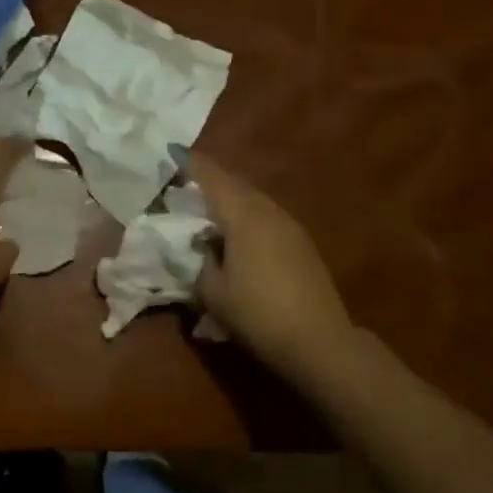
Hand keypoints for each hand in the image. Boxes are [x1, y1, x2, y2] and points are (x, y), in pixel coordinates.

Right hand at [188, 153, 356, 384]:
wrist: (319, 341)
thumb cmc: (258, 314)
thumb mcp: (213, 292)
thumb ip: (200, 261)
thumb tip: (201, 245)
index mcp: (243, 215)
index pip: (212, 178)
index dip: (191, 164)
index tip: (172, 151)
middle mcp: (268, 211)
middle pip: (234, 184)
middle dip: (210, 179)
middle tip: (186, 182)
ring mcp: (289, 225)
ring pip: (253, 199)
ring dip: (230, 198)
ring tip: (210, 209)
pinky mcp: (301, 243)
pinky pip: (267, 215)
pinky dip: (247, 214)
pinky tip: (239, 234)